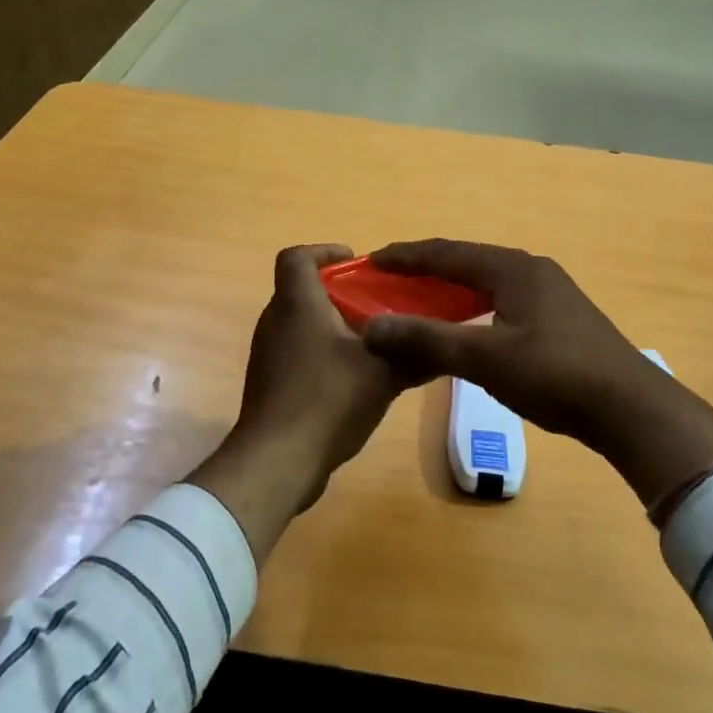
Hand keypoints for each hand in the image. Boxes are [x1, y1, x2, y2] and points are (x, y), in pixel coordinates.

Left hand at [188, 244, 405, 559]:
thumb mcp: (383, 375)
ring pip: (299, 324)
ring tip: (371, 342)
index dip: (324, 251)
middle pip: (301, 290)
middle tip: (376, 305)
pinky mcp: (268, 383)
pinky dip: (321, 353)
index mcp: (297, 304)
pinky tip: (352, 380)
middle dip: (338, 293)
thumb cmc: (328, 401)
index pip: (297, 257)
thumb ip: (414, 355)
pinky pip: (295, 352)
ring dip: (331, 325)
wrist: (276, 461)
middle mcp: (275, 321)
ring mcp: (267, 354)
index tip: (354, 263)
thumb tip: (444, 347)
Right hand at [360, 240, 712, 510]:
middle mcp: (531, 270)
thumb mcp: (485, 358)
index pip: (447, 252)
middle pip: (466, 261)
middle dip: (425, 269)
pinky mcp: (559, 317)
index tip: (370, 259)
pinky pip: (501, 299)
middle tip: (388, 281)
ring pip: (486, 281)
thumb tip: (372, 328)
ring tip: (418, 301)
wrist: (632, 409)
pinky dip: (472, 306)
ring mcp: (549, 292)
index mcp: (513, 268)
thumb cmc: (555, 376)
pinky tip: (463, 325)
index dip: (406, 256)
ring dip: (449, 289)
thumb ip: (427, 339)